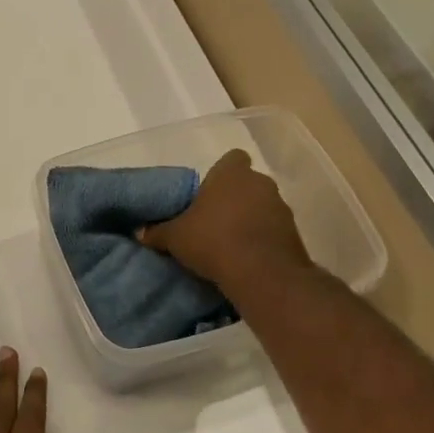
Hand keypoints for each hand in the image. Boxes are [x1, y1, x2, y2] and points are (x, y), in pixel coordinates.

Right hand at [139, 148, 311, 294]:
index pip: (232, 158)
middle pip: (247, 183)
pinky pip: (273, 229)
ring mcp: (281, 207)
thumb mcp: (175, 237)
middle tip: (213, 219)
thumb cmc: (213, 241)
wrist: (262, 274)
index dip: (221, 173)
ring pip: (262, 206)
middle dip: (234, 198)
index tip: (208, 192)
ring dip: (250, 219)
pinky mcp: (294, 233)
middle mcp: (260, 182)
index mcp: (232, 173)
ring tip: (230, 242)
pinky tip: (247, 257)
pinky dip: (263, 239)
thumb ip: (158, 232)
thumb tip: (140, 232)